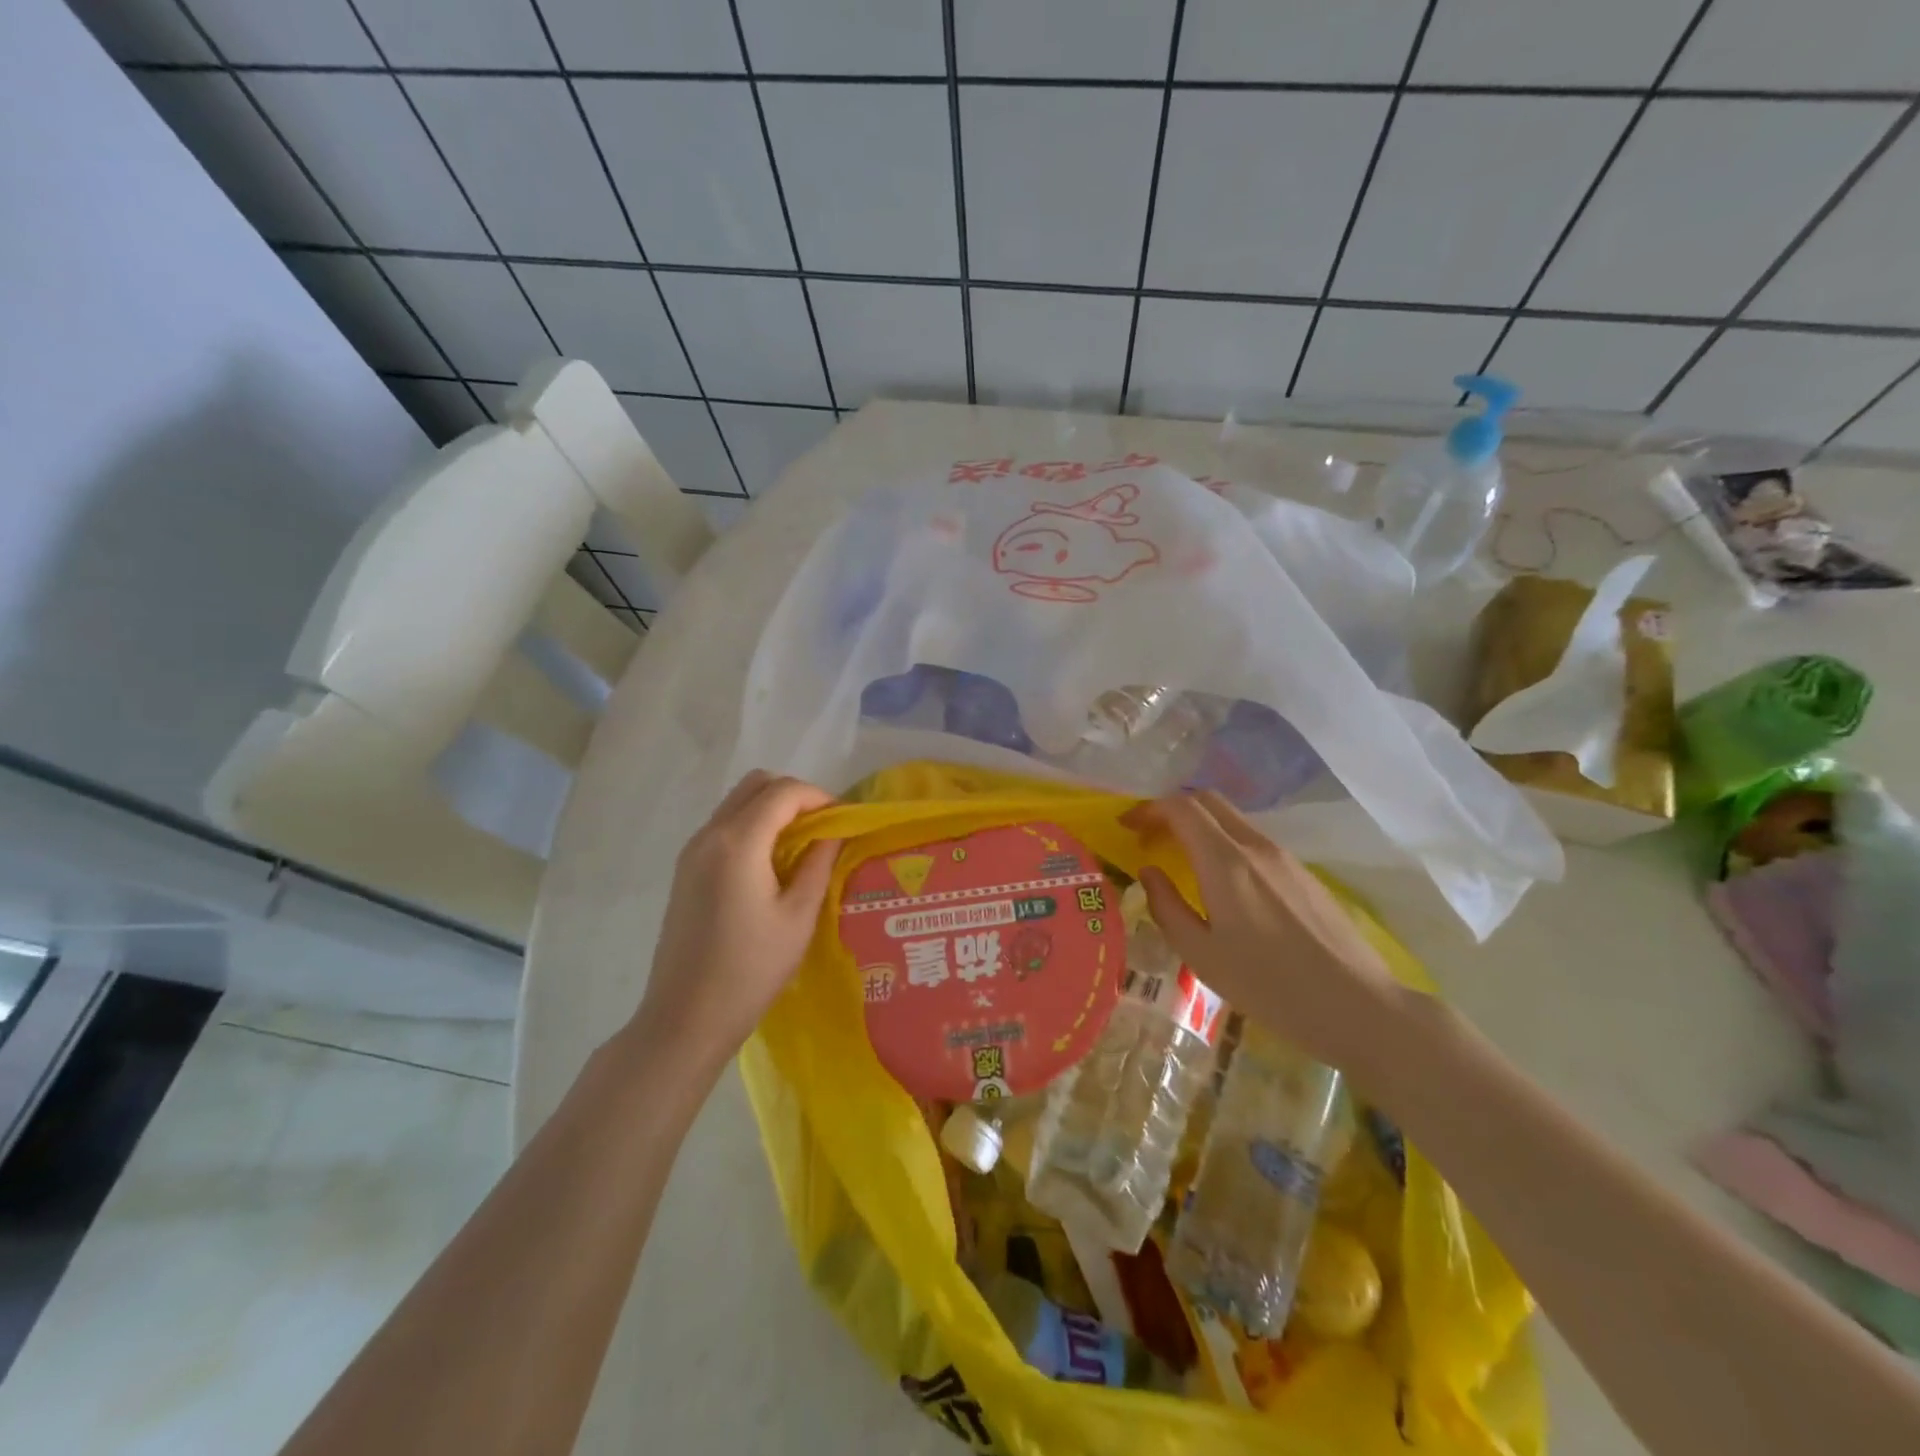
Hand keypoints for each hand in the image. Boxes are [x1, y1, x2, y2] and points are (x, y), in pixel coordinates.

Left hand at [632, 771, 839, 1068]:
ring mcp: (692, 851)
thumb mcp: (799, 917)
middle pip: (756, 785)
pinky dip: (753, 827)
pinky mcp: (686, 870)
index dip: (820, 797)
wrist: (685, 1017)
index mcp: (738, 843)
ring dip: (772, 810)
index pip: (784, 792)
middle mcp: (709, 835)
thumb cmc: (750, 970)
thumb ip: (819, 864)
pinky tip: (772, 864)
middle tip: (823, 828)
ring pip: (737, 803)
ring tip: (802, 846)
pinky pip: (724, 826)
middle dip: (795, 796)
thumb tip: (834, 832)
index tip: (844, 821)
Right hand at [1125, 791, 1406, 1075]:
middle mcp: (1255, 847)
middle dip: (1172, 809)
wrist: (1358, 1006)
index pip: (1181, 807)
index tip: (1127, 827)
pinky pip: (1254, 841)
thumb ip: (1167, 907)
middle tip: (1150, 838)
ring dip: (1200, 826)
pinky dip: (1224, 843)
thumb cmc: (1270, 986)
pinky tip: (1222, 881)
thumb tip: (1149, 872)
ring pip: (1233, 820)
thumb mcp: (1201, 955)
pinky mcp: (1304, 873)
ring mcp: (1285, 857)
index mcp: (1226, 862)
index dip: (1149, 809)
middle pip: (1208, 801)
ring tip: (1181, 859)